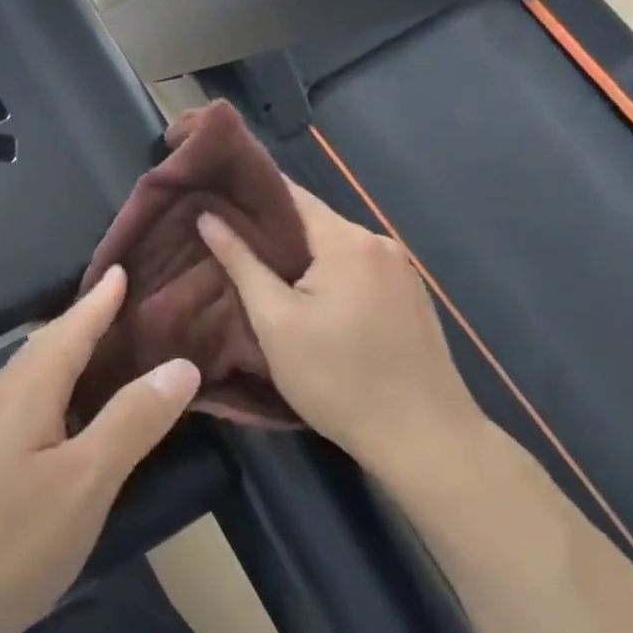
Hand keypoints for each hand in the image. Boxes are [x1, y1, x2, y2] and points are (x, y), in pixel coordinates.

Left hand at [0, 267, 199, 632]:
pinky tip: (57, 423)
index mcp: (25, 390)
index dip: (99, 301)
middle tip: (121, 309)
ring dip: (64, 360)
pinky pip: (16, 407)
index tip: (122, 270)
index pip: (70, 329)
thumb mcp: (82, 484)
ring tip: (99, 359)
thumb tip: (179, 365)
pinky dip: (48, 396)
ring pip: (28, 379)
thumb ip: (130, 423)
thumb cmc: (1, 541)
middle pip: (45, 348)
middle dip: (83, 324)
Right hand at [197, 182, 481, 474]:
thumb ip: (241, 262)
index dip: (246, 191)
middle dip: (267, 229)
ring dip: (295, 254)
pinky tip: (301, 295)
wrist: (425, 440)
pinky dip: (323, 273)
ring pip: (331, 247)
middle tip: (221, 239)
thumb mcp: (275, 322)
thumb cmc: (338, 379)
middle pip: (311, 220)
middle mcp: (379, 243)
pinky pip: (354, 268)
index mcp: (347, 240)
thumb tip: (207, 216)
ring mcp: (400, 270)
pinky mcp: (408, 297)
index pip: (288, 193)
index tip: (209, 195)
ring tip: (251, 267)